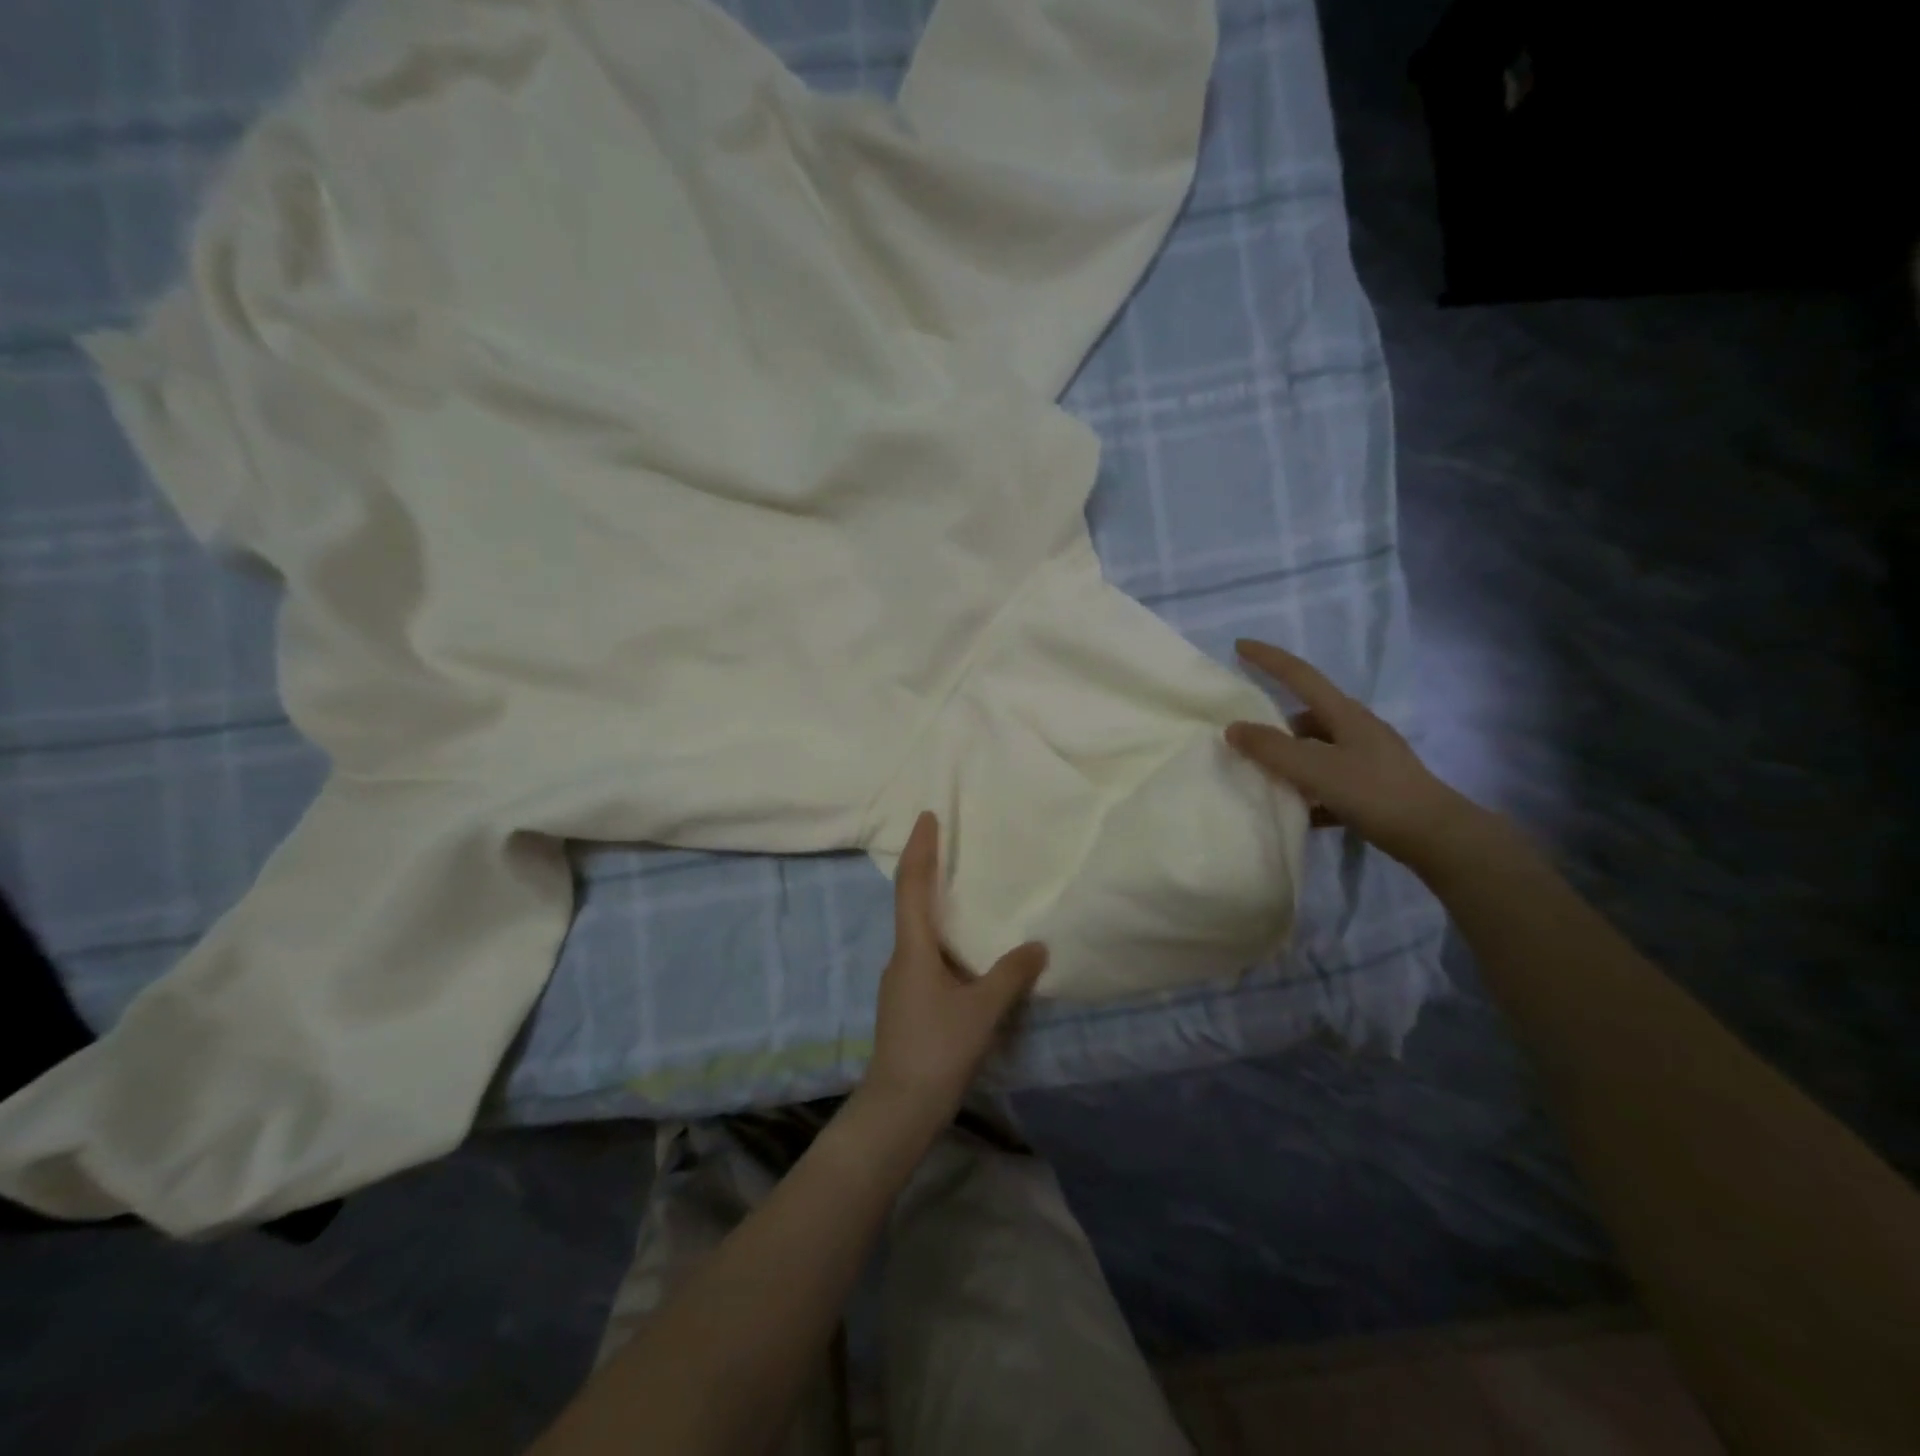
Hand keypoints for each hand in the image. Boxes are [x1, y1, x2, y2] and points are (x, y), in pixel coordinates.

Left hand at [861, 812, 1047, 1130]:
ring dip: (936, 904)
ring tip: (964, 891)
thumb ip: (1011, 975)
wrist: (899, 1107)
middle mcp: (901, 956)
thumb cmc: (938, 1049)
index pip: (912, 885)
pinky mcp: (907, 1001)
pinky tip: (966, 950)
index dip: (920, 848)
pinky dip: (943, 938)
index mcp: (913, 948)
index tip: (927, 817)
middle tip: (949, 842)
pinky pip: (926, 955)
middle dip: (927, 868)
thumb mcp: (983, 1010)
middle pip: (910, 901)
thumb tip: (1038, 946)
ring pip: (918, 931)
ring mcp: (900, 980)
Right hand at [1225, 638, 1482, 872]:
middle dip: (1274, 723)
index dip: (1268, 658)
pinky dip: (1309, 790)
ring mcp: (1367, 759)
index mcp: (1344, 714)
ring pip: (1316, 750)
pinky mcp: (1373, 788)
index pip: (1299, 675)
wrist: (1436, 836)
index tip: (1239, 645)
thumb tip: (1233, 728)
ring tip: (1264, 778)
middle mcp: (1356, 729)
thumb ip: (1272, 749)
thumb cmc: (1375, 793)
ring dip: (1290, 760)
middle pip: (1306, 715)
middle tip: (1244, 737)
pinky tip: (1297, 810)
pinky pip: (1329, 780)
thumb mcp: (1316, 769)